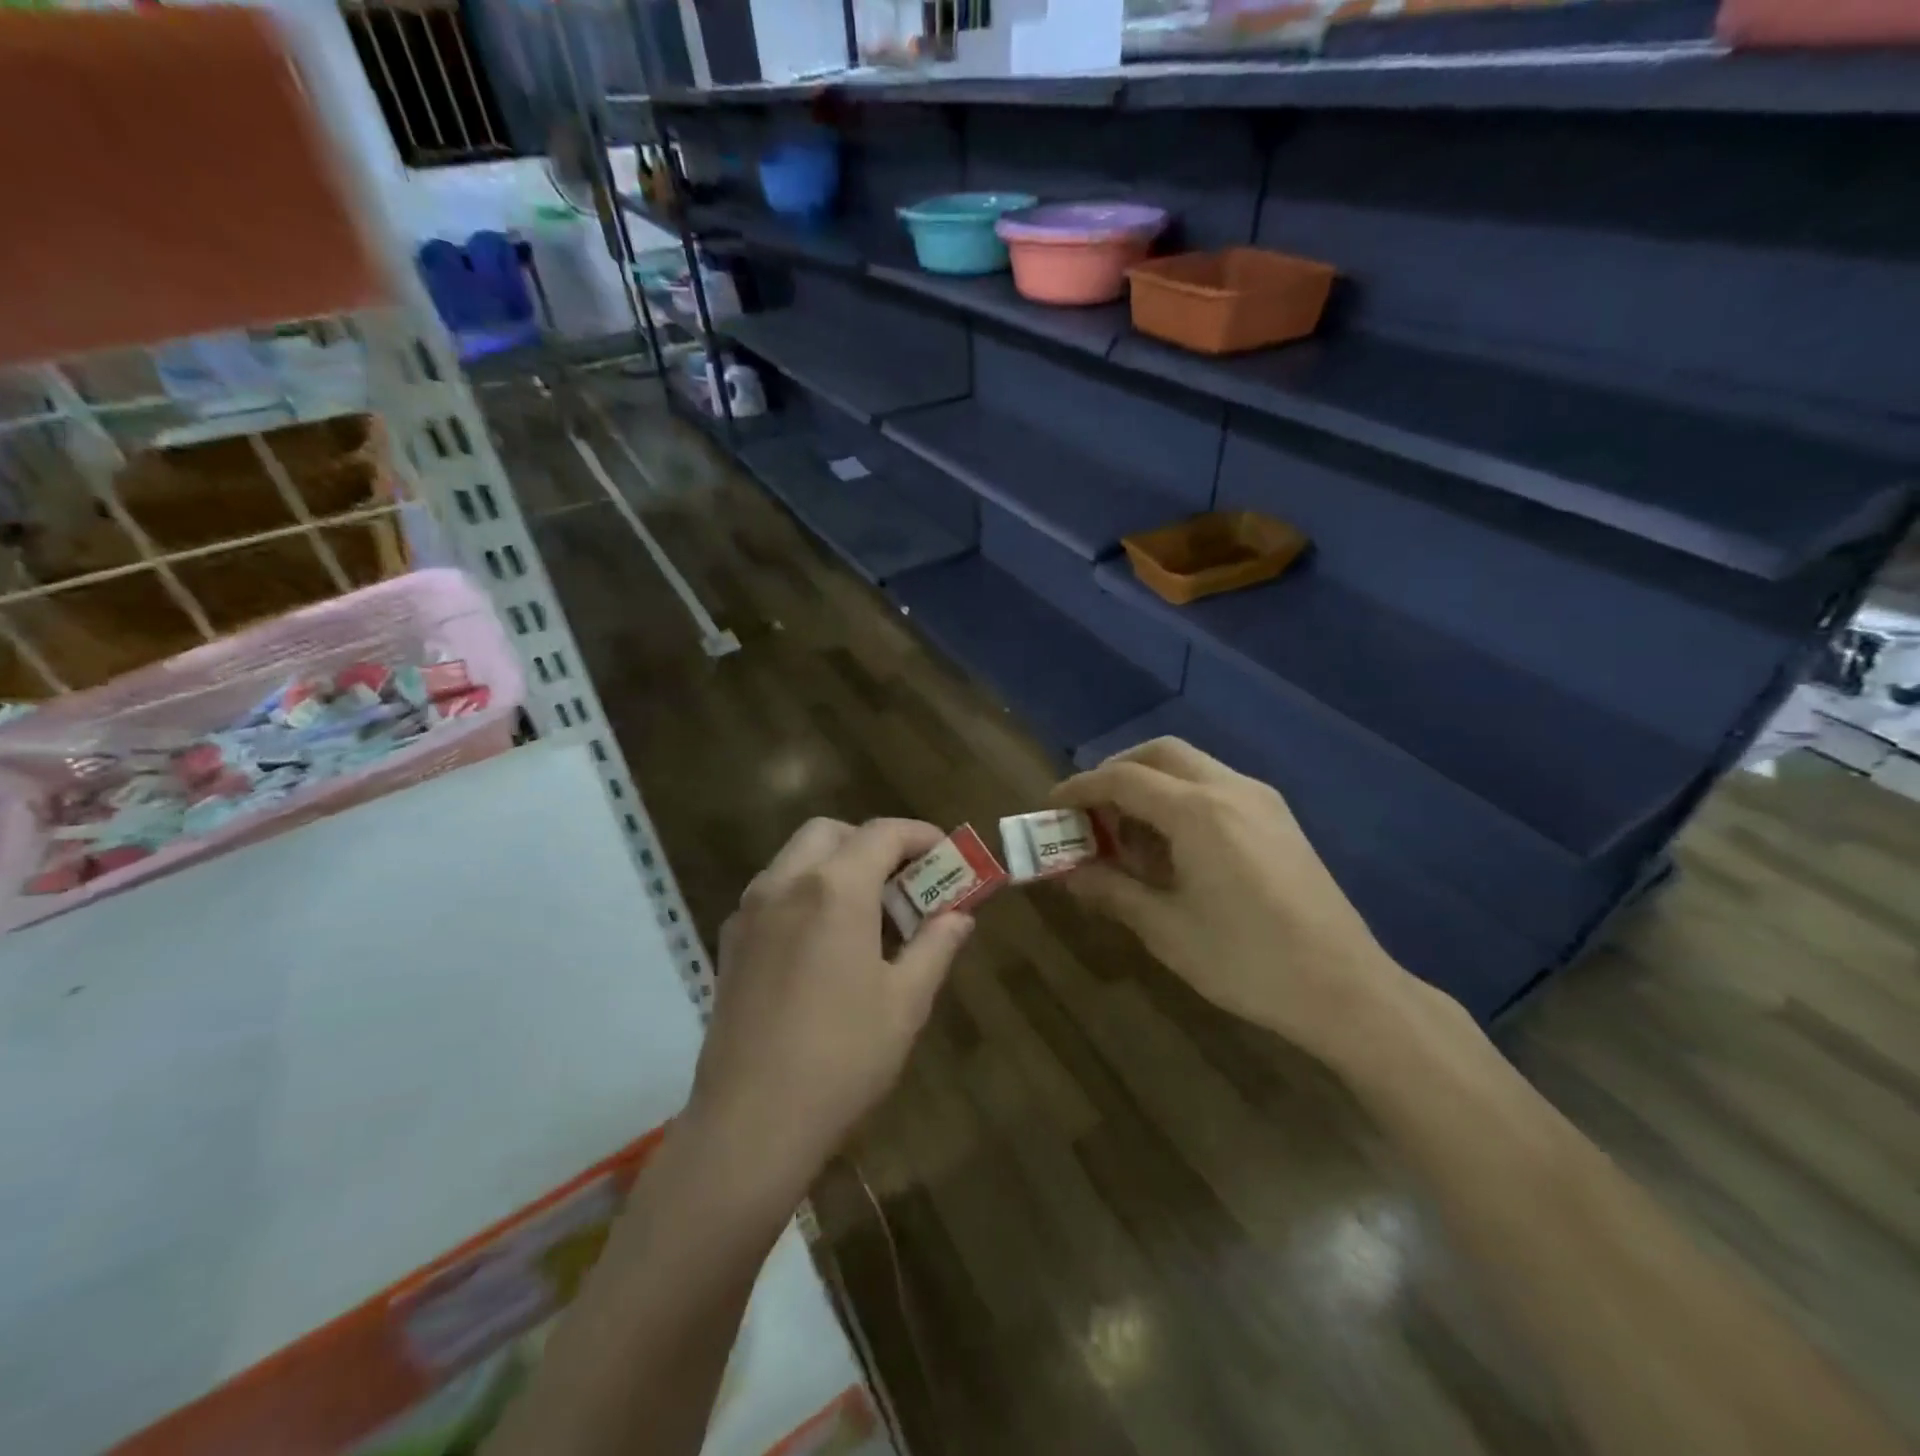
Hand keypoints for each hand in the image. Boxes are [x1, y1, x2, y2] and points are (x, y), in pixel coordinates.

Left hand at [688, 817, 973, 1198]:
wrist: (750, 1124)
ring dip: (836, 865)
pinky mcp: (730, 942)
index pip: (883, 833)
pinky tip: (825, 942)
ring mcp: (750, 911)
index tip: (947, 856)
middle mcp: (785, 883)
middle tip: (903, 882)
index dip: (920, 836)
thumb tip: (959, 916)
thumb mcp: (905, 1002)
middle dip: (872, 843)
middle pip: (831, 832)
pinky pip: (773, 891)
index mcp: (834, 889)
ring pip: (796, 857)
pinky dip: (805, 891)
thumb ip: (936, 945)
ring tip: (869, 914)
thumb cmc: (842, 1059)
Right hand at [1051, 738, 1420, 1057]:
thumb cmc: (1247, 961)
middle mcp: (1231, 789)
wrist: (1346, 989)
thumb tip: (1068, 874)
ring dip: (1151, 785)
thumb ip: (1112, 891)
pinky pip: (1216, 787)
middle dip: (1117, 772)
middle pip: (1160, 754)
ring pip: (1191, 766)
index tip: (1051, 806)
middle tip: (1091, 811)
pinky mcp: (1279, 819)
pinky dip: (1181, 799)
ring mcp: (1261, 800)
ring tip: (1129, 835)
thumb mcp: (1166, 929)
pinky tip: (1174, 846)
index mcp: (1198, 812)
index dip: (1080, 789)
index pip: (1123, 779)